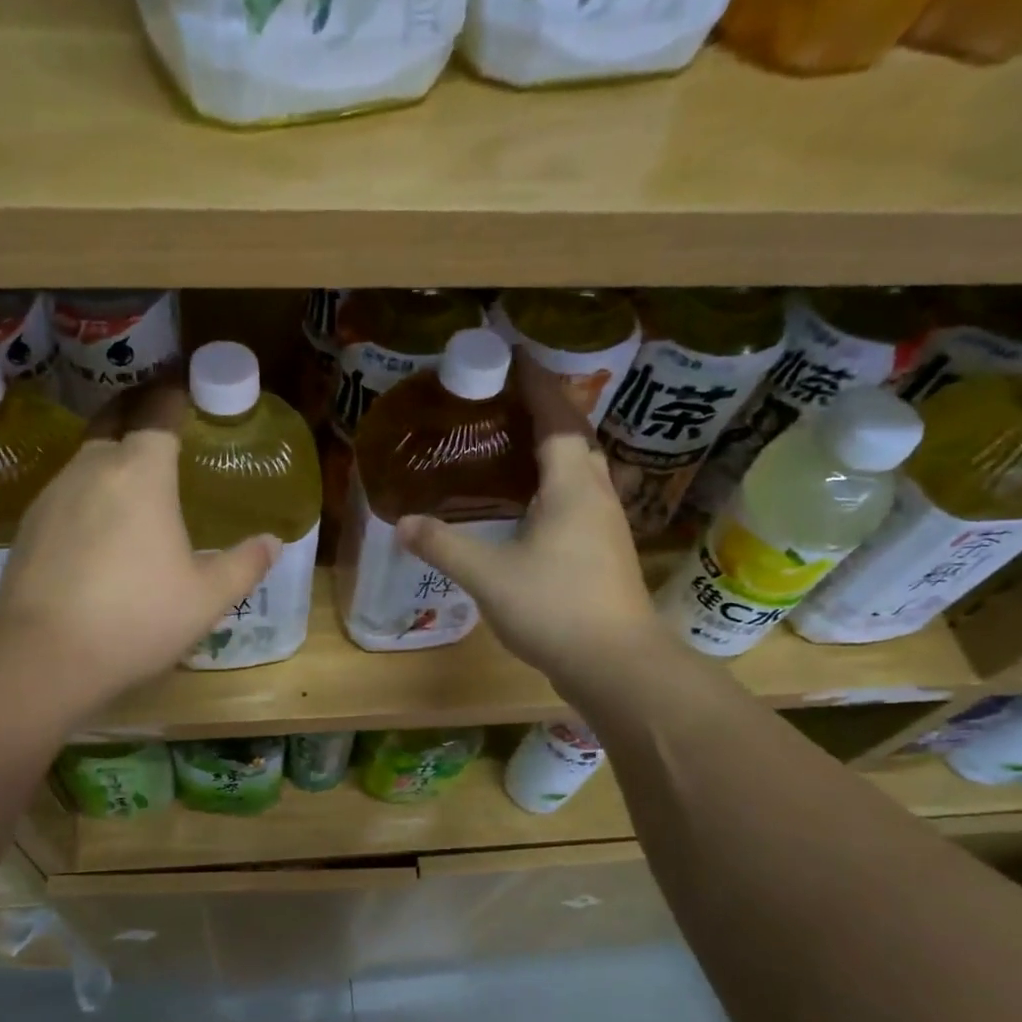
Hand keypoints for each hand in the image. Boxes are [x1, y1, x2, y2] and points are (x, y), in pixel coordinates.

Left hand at [0, 389, 277, 717]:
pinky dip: (89, 493)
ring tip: (136, 481)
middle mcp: (93, 468)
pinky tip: (100, 526)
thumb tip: (274, 542)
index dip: (173, 394)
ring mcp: (53, 494)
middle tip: (161, 421)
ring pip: (88, 458)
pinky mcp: (29, 524)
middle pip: (115, 421)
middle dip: (138, 412)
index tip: (185, 388)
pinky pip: (68, 492)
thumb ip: (245, 564)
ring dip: (112, 457)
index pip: (158, 412)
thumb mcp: (207, 597)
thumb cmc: (138, 617)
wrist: (44, 656)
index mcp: (141, 472)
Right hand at [394, 362, 659, 688]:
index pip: (556, 417)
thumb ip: (444, 546)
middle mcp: (596, 495)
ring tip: (514, 445)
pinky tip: (531, 505)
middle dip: (546, 411)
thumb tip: (404, 522)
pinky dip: (556, 484)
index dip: (536, 385)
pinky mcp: (605, 552)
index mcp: (571, 485)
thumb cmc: (555, 608)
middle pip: (576, 437)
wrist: (617, 664)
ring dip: (554, 448)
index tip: (513, 357)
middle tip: (504, 402)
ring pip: (582, 470)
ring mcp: (606, 525)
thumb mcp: (488, 575)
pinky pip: (580, 498)